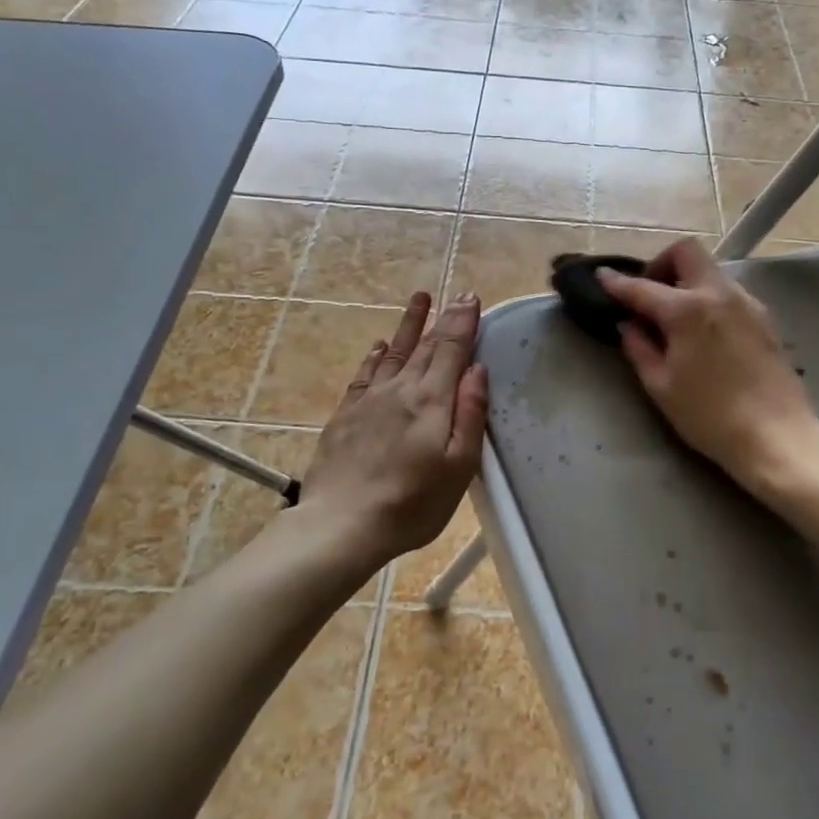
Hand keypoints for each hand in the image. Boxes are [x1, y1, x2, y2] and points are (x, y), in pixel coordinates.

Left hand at [299, 291, 488, 563]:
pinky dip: (376, 355)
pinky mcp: (346, 415)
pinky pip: (364, 374)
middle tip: (456, 294)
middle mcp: (400, 389)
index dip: (462, 322)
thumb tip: (477, 370)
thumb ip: (470, 414)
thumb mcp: (458, 466)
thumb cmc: (412, 503)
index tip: (470, 298)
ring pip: (394, 352)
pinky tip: (379, 345)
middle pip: (425, 346)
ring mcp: (369, 400)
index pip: (451, 349)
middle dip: (443, 318)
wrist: (341, 524)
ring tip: (420, 299)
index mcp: (432, 400)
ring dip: (409, 325)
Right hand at [599, 239, 818, 490]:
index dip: (617, 283)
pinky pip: (729, 292)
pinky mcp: (765, 318)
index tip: (601, 277)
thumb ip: (640, 349)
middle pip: (686, 252)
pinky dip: (709, 298)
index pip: (642, 288)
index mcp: (687, 310)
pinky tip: (704, 332)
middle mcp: (719, 294)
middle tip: (650, 296)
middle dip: (662, 264)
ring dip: (687, 282)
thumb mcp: (662, 386)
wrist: (777, 436)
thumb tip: (628, 326)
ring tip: (676, 319)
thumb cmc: (710, 416)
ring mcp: (747, 303)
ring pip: (711, 271)